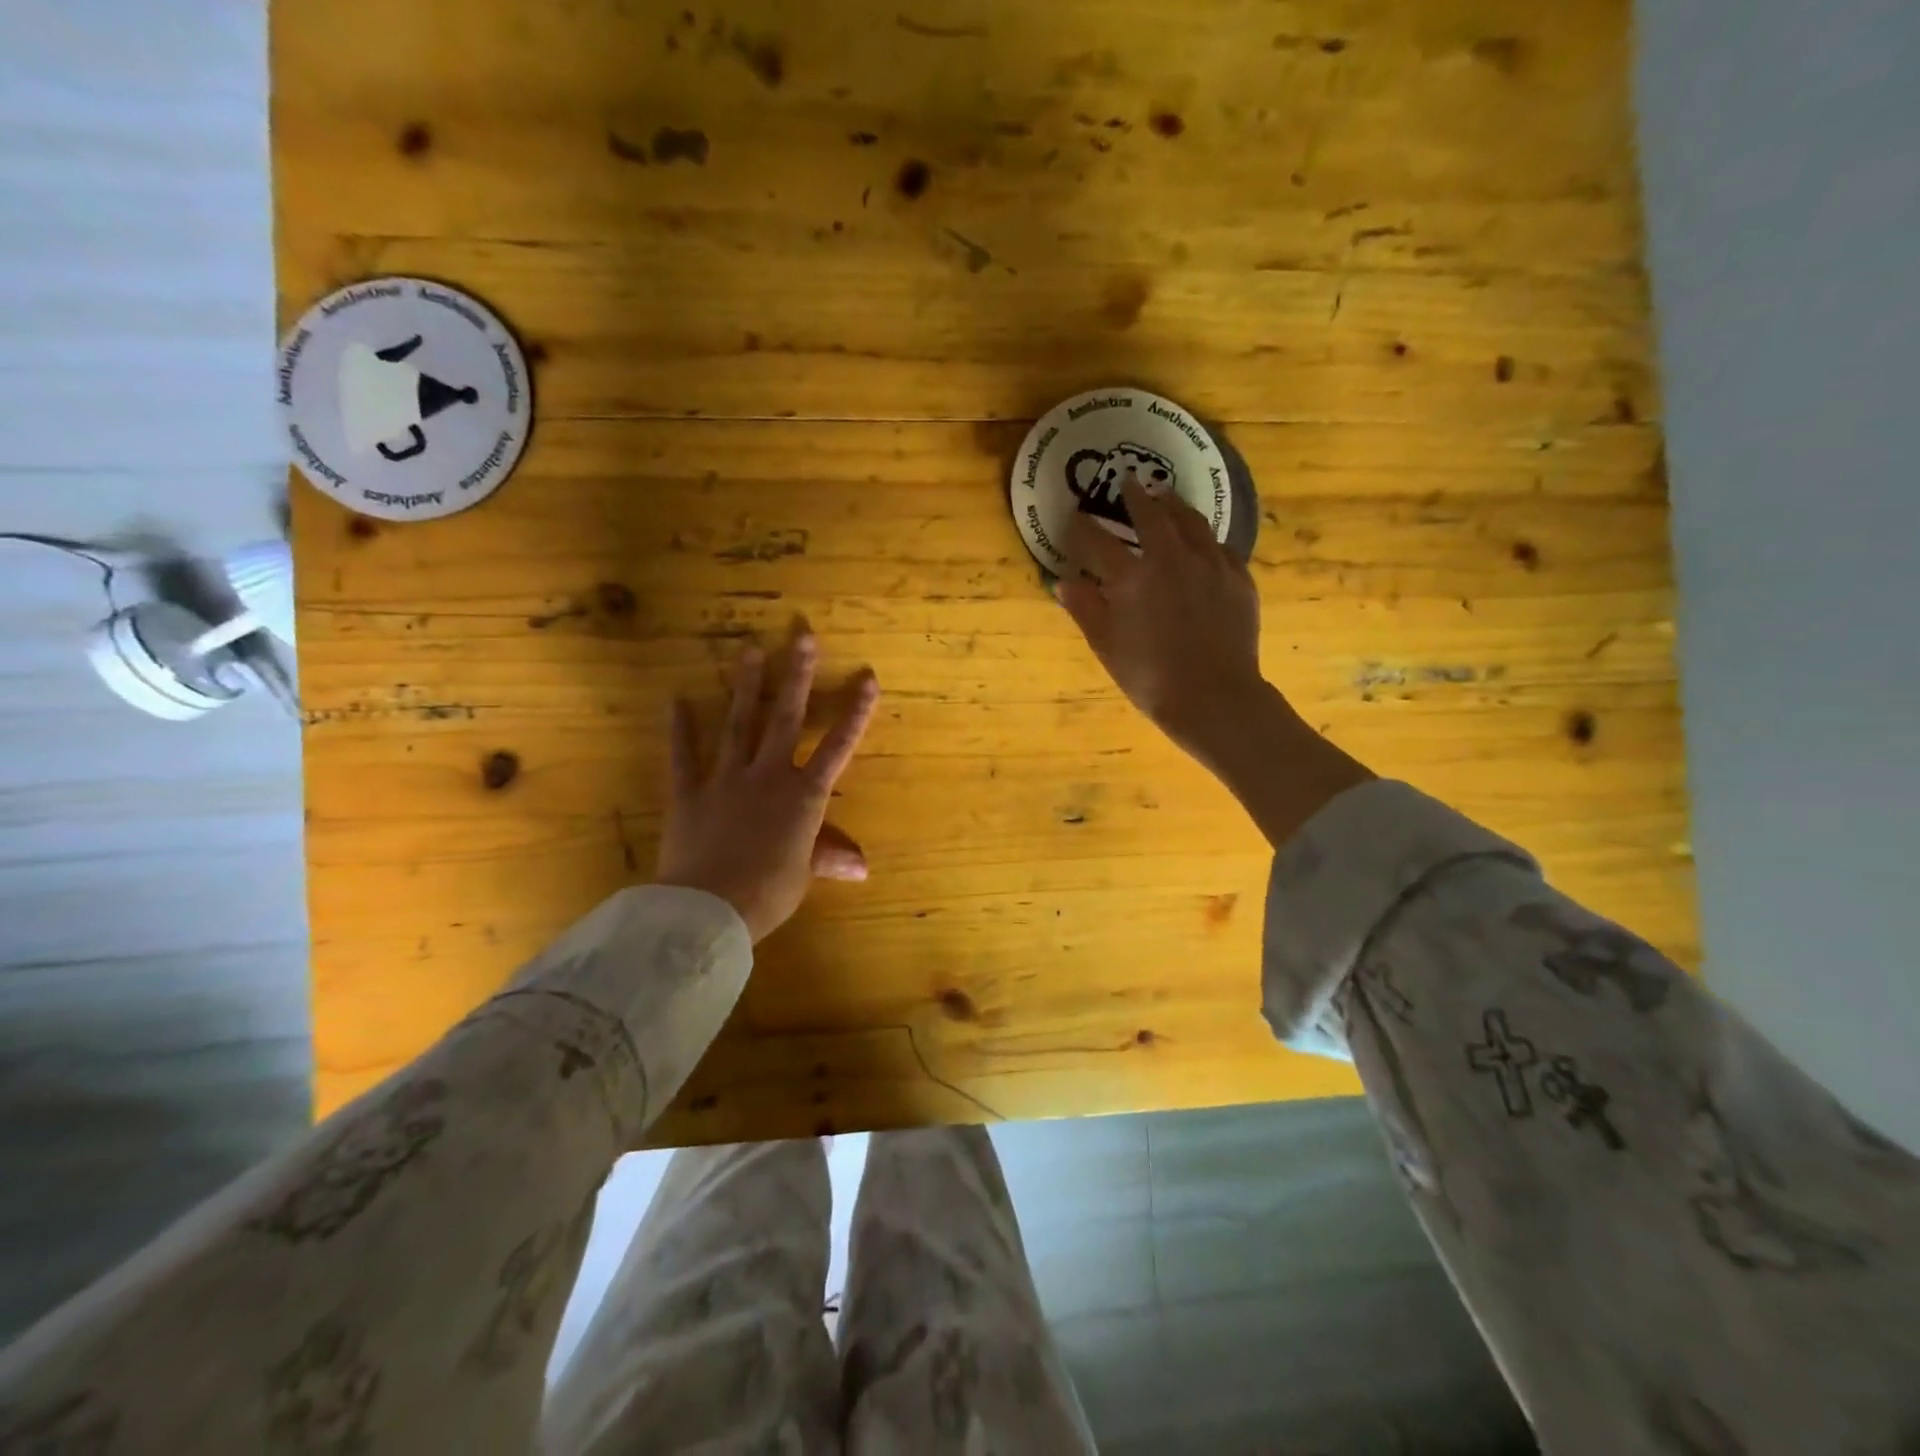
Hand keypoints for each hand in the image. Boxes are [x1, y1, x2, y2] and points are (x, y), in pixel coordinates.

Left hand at [656, 636, 880, 942]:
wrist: (708, 909)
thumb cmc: (766, 893)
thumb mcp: (803, 875)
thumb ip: (827, 857)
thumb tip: (862, 867)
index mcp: (803, 797)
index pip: (837, 747)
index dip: (855, 712)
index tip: (867, 677)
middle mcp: (768, 776)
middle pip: (786, 718)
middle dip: (797, 676)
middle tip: (802, 635)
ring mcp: (726, 779)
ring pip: (740, 725)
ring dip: (747, 686)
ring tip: (750, 649)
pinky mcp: (689, 792)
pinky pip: (684, 756)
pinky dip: (680, 729)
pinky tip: (676, 699)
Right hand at [1059, 480, 1265, 756]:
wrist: (1214, 697)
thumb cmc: (1150, 677)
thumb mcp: (1106, 646)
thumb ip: (1085, 608)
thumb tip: (1064, 581)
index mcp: (1132, 577)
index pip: (1098, 542)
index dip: (1082, 528)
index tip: (1075, 517)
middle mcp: (1171, 558)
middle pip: (1150, 515)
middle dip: (1134, 495)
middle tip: (1127, 480)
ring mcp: (1210, 564)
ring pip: (1191, 521)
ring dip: (1174, 504)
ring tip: (1165, 495)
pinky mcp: (1238, 578)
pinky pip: (1219, 545)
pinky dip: (1204, 537)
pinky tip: (1202, 540)